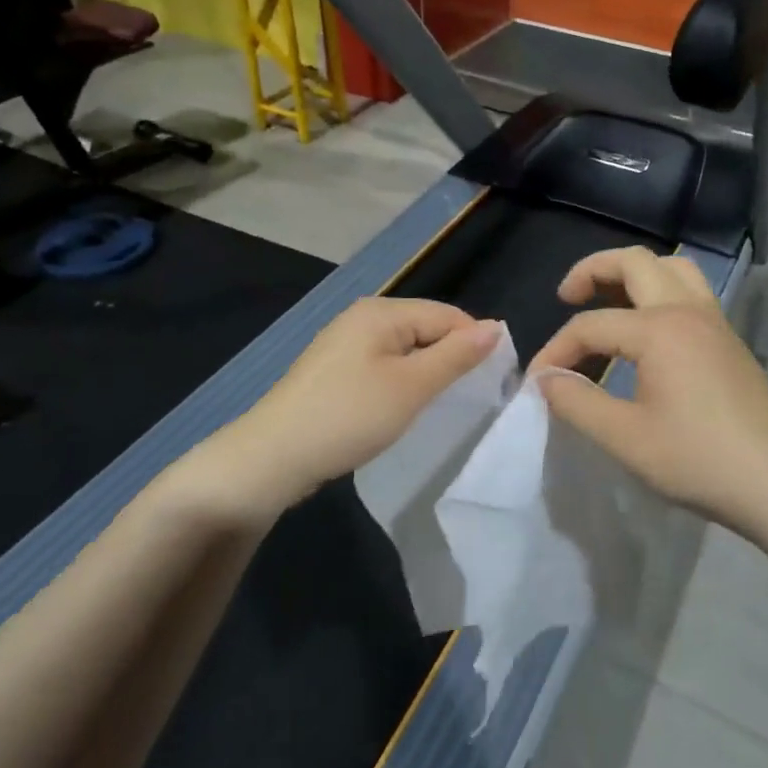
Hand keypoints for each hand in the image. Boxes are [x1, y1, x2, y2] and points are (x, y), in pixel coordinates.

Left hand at [185, 298, 501, 521]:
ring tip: (439, 404)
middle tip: (468, 398)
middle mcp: (363, 316)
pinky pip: (383, 364)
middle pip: (426, 327)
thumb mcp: (412, 387)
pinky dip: (401, 381)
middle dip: (450, 357)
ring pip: (405, 348)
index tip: (492, 383)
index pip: (447, 315)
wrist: (272, 457)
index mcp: (382, 311)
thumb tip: (496, 327)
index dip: (474, 344)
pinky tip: (402, 406)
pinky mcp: (334, 369)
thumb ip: (455, 356)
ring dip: (426, 372)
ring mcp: (344, 342)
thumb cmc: (349, 416)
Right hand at [530, 248, 767, 530]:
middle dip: (593, 270)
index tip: (536, 382)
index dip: (556, 350)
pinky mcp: (729, 339)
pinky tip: (647, 329)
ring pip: (670, 268)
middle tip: (567, 297)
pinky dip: (659, 291)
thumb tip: (546, 379)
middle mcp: (687, 310)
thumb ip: (577, 402)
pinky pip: (690, 290)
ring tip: (608, 300)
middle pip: (635, 262)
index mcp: (659, 329)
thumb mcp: (626, 438)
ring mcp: (714, 321)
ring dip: (633, 273)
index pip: (591, 325)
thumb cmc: (700, 460)